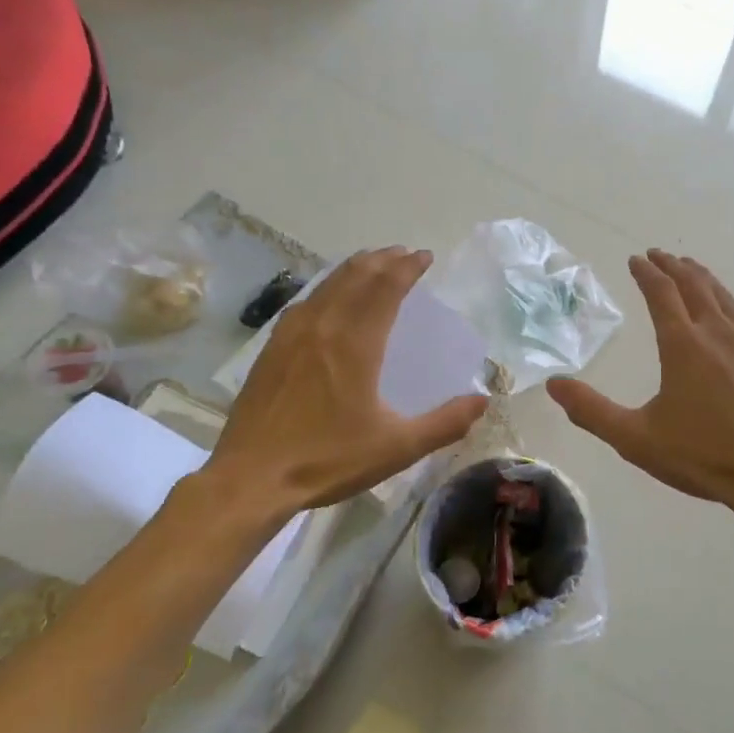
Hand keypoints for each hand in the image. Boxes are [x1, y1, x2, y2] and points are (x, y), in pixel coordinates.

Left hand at [186, 248, 488, 527]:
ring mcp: (291, 335)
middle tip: (403, 253)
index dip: (407, 268)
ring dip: (354, 269)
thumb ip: (443, 424)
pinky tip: (327, 299)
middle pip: (355, 277)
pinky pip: (305, 302)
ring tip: (371, 264)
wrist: (251, 478)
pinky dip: (326, 288)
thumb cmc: (327, 460)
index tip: (424, 256)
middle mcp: (323, 327)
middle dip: (383, 260)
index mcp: (355, 344)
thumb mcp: (396, 448)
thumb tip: (482, 401)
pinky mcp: (271, 349)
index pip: (385, 288)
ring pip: (327, 285)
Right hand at [547, 250, 733, 519]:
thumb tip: (553, 383)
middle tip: (658, 255)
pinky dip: (727, 302)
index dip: (646, 272)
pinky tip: (729, 312)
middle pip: (694, 284)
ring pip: (723, 296)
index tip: (636, 259)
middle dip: (672, 266)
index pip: (661, 293)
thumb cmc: (703, 456)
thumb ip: (592, 411)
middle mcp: (718, 332)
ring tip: (690, 268)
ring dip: (702, 277)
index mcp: (684, 344)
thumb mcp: (636, 439)